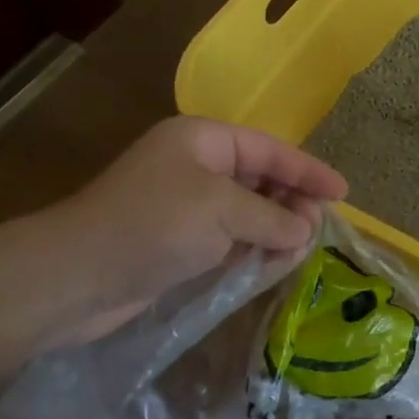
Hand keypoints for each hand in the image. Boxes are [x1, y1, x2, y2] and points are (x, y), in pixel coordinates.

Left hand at [37, 116, 347, 346]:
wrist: (75, 277)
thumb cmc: (153, 225)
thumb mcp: (223, 211)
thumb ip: (272, 217)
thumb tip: (305, 230)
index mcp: (204, 140)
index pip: (270, 150)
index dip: (309, 170)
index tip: (343, 192)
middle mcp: (196, 166)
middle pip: (260, 180)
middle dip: (291, 204)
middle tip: (315, 230)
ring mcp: (185, 205)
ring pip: (247, 213)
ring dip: (273, 231)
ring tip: (296, 253)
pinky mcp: (177, 242)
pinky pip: (228, 239)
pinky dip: (250, 250)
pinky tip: (269, 266)